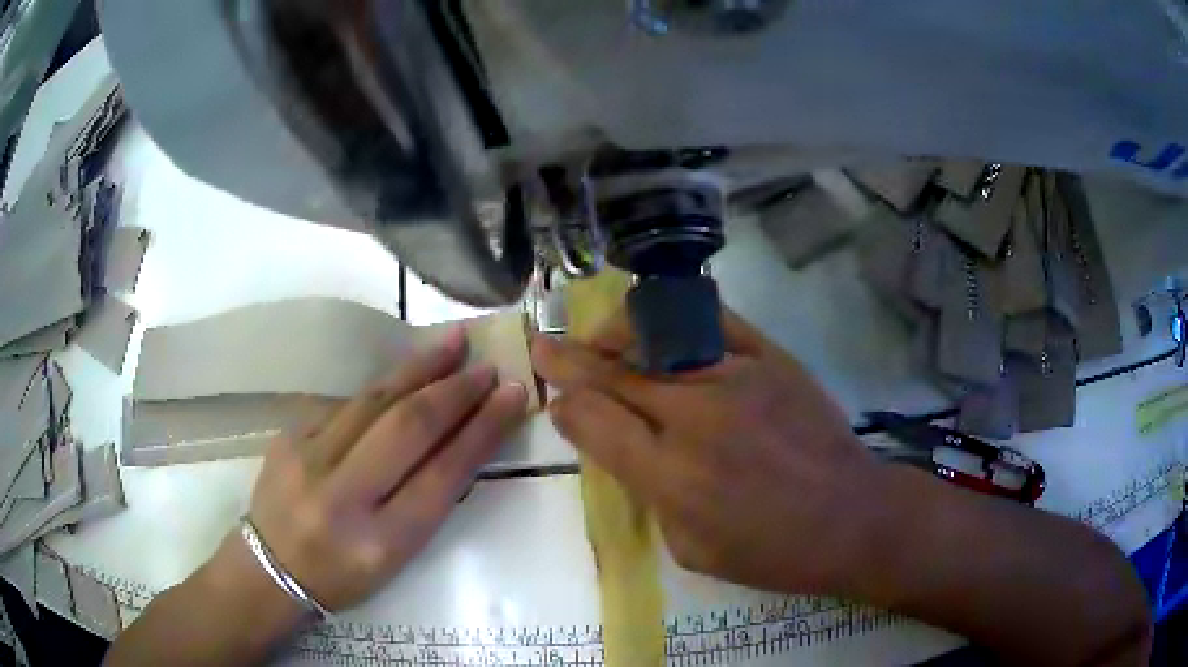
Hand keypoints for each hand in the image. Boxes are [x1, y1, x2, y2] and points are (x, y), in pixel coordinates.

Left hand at [224, 328, 528, 612]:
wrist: (270, 569)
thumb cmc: (343, 576)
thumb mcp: (396, 558)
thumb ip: (427, 502)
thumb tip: (460, 441)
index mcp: (381, 541)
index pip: (442, 474)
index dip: (483, 430)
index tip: (512, 396)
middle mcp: (343, 497)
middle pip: (408, 429)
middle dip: (455, 392)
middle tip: (488, 367)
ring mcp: (309, 459)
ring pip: (374, 401)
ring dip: (419, 369)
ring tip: (453, 342)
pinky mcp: (289, 436)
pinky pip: (345, 403)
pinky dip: (383, 386)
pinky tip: (406, 371)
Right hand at [532, 310, 882, 595]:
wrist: (851, 517)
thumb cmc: (773, 551)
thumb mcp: (692, 549)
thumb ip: (647, 496)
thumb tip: (620, 448)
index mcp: (671, 477)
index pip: (592, 422)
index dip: (565, 409)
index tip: (557, 404)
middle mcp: (694, 417)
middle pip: (612, 375)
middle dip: (567, 360)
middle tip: (543, 346)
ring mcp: (736, 377)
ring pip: (653, 335)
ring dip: (613, 334)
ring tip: (597, 337)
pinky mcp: (770, 356)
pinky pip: (710, 318)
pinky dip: (673, 315)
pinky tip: (659, 321)